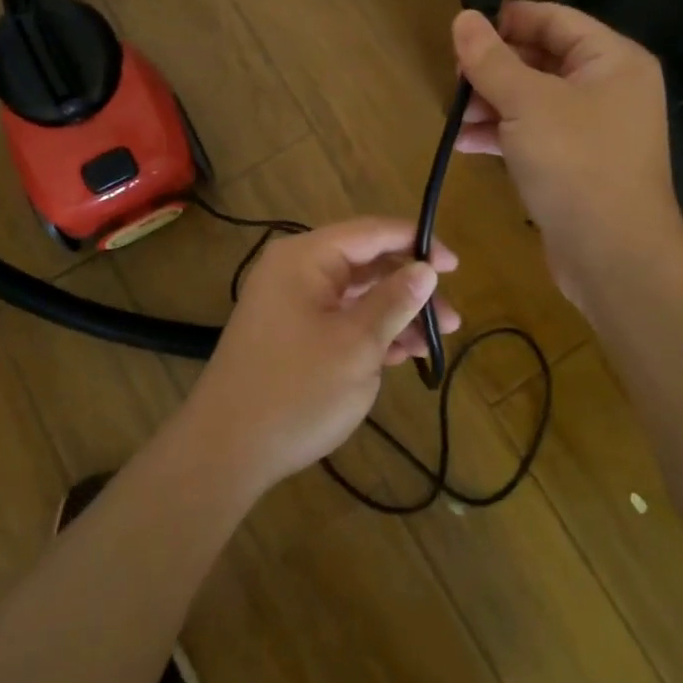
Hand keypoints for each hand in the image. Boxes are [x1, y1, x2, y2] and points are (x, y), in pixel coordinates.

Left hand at [181, 219, 459, 494]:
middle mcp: (296, 270)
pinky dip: (370, 331)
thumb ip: (394, 301)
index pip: (371, 232)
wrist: (226, 450)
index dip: (417, 242)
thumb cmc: (297, 390)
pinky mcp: (290, 333)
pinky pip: (339, 318)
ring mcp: (291, 303)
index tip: (455, 265)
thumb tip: (426, 268)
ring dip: (396, 314)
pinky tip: (402, 353)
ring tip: (435, 343)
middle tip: (452, 318)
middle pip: (366, 264)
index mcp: (306, 257)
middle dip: (411, 288)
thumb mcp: (356, 344)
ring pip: (356, 295)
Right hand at [453, 2, 682, 309]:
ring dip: (491, 103)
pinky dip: (502, 134)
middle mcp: (608, 87)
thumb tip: (463, 17)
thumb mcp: (527, 103)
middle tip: (453, 78)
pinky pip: (535, 133)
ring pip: (533, 99)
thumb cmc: (576, 164)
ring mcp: (594, 128)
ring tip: (452, 115)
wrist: (614, 256)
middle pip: (542, 59)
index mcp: (612, 60)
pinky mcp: (577, 162)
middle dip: (494, 68)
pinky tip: (464, 142)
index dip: (507, 20)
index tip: (461, 30)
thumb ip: (492, 59)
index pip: (554, 19)